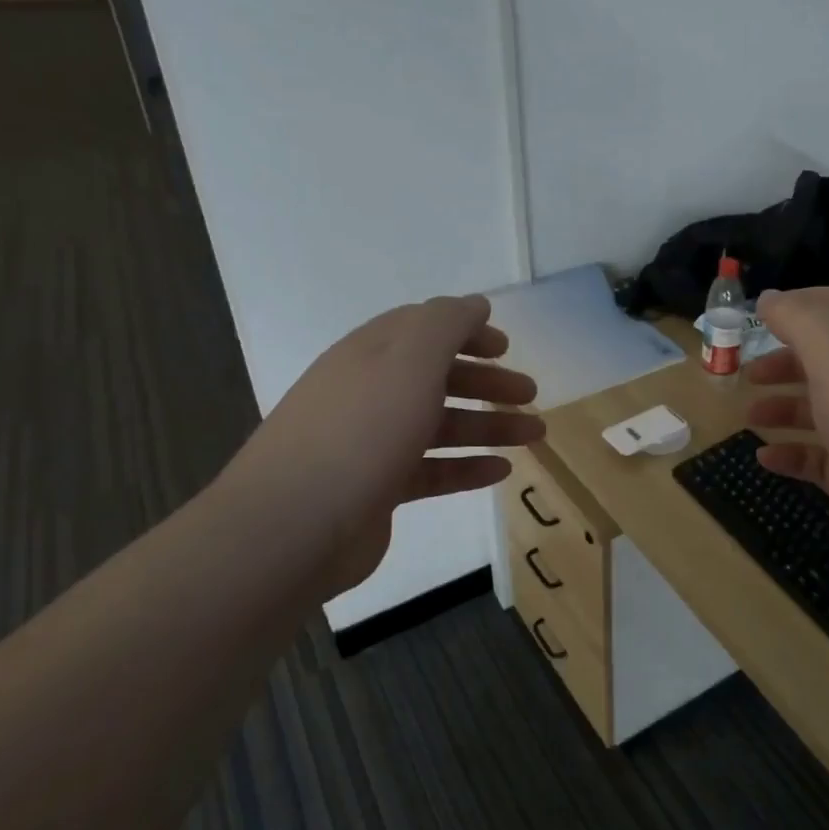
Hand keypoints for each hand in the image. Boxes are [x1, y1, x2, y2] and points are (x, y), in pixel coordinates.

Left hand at [211, 294, 544, 598]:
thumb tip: (475, 304)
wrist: (293, 525)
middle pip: (438, 378)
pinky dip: (467, 466)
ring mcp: (372, 443)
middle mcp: (370, 392)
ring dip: (489, 425)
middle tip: (530, 393)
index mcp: (371, 354)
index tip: (505, 346)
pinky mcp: (378, 489)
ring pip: (441, 425)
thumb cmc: (361, 430)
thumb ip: (446, 324)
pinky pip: (432, 470)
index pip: (423, 329)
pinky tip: (502, 471)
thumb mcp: (410, 360)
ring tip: (535, 434)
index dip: (466, 332)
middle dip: (487, 381)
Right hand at [744, 287, 828, 600]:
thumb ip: (802, 322)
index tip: (758, 312)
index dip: (801, 302)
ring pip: (823, 409)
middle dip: (785, 360)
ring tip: (749, 417)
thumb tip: (772, 297)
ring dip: (783, 407)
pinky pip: (821, 458)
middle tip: (746, 372)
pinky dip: (792, 454)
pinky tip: (765, 459)